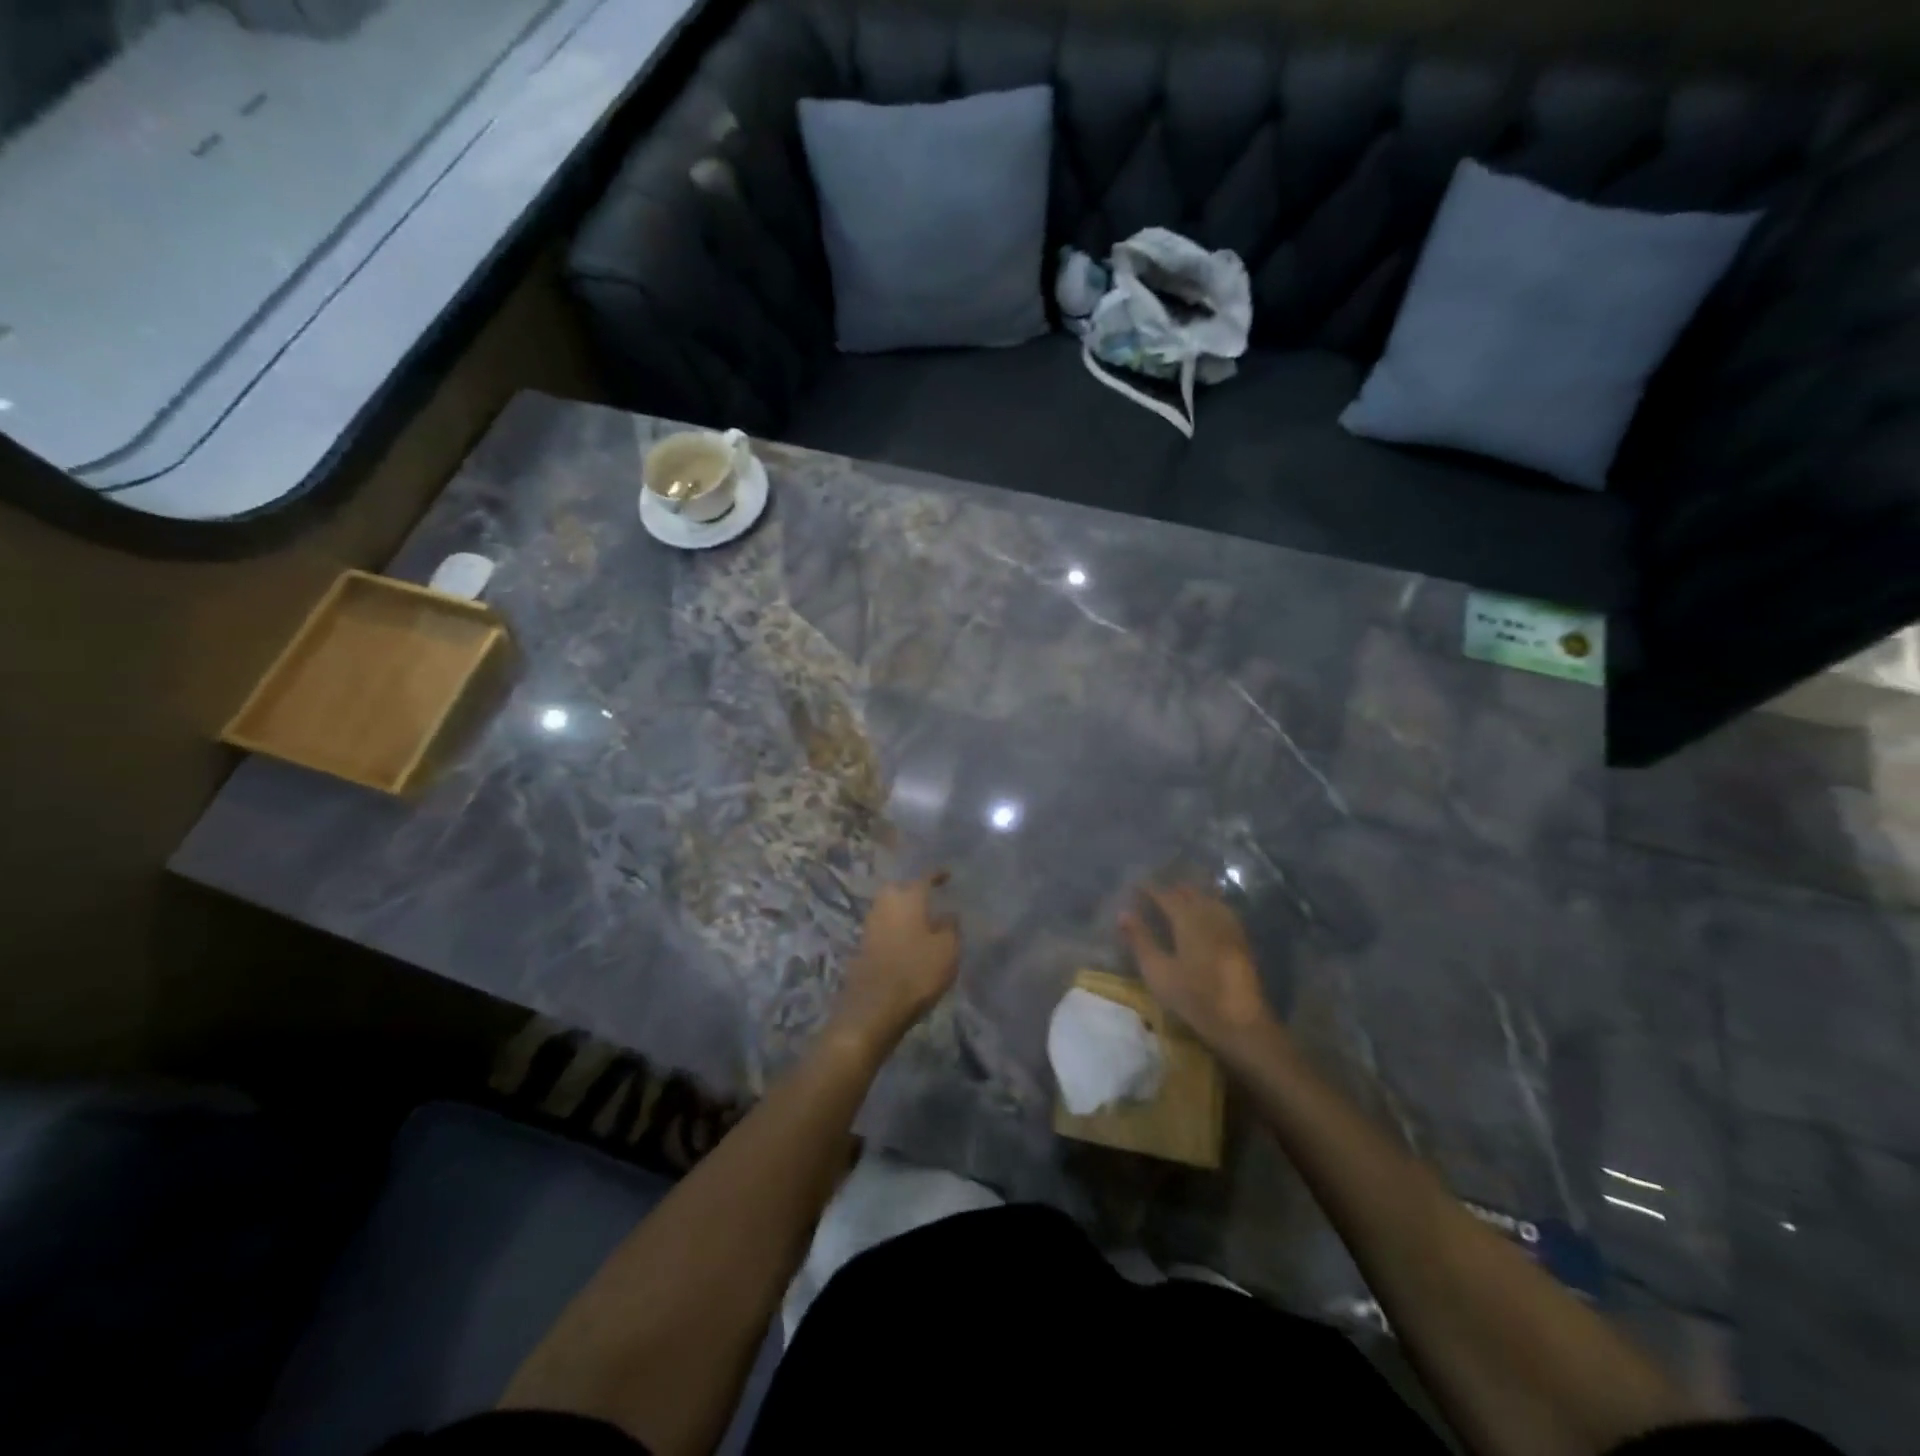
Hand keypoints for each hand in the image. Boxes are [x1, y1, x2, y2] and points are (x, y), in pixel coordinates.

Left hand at [828, 872, 960, 1056]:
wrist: (874, 1005)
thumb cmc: (917, 970)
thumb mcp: (947, 949)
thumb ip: (951, 927)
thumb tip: (948, 914)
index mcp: (908, 896)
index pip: (925, 878)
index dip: (937, 875)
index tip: (947, 875)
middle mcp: (886, 903)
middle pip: (900, 889)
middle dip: (913, 891)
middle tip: (930, 898)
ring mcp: (871, 924)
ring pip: (889, 908)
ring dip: (903, 911)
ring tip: (921, 920)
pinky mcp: (863, 945)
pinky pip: (884, 927)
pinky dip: (895, 928)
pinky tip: (907, 939)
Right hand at [1120, 884, 1275, 1054]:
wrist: (1241, 1022)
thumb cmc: (1194, 996)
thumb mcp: (1158, 971)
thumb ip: (1141, 940)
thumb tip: (1123, 913)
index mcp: (1188, 919)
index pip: (1166, 895)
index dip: (1150, 889)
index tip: (1136, 885)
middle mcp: (1210, 916)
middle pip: (1190, 894)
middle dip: (1172, 889)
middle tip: (1155, 891)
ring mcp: (1229, 927)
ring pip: (1209, 900)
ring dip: (1192, 895)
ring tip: (1178, 896)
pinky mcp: (1241, 941)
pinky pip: (1222, 911)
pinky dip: (1209, 905)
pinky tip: (1207, 914)